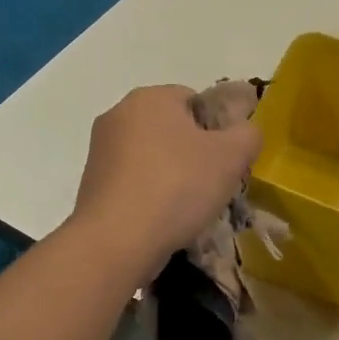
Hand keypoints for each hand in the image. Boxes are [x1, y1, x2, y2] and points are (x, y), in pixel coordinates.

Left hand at [70, 85, 262, 275]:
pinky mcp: (90, 183)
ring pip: (152, 155)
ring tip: (187, 207)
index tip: (226, 160)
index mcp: (150, 97)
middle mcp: (119, 114)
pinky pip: (133, 180)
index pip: (196, 100)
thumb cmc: (177, 186)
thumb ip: (248, 134)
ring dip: (172, 175)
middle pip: (172, 127)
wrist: (115, 242)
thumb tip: (244, 131)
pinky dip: (149, 194)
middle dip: (194, 152)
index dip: (218, 128)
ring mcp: (100, 149)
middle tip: (212, 184)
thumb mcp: (232, 156)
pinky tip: (161, 219)